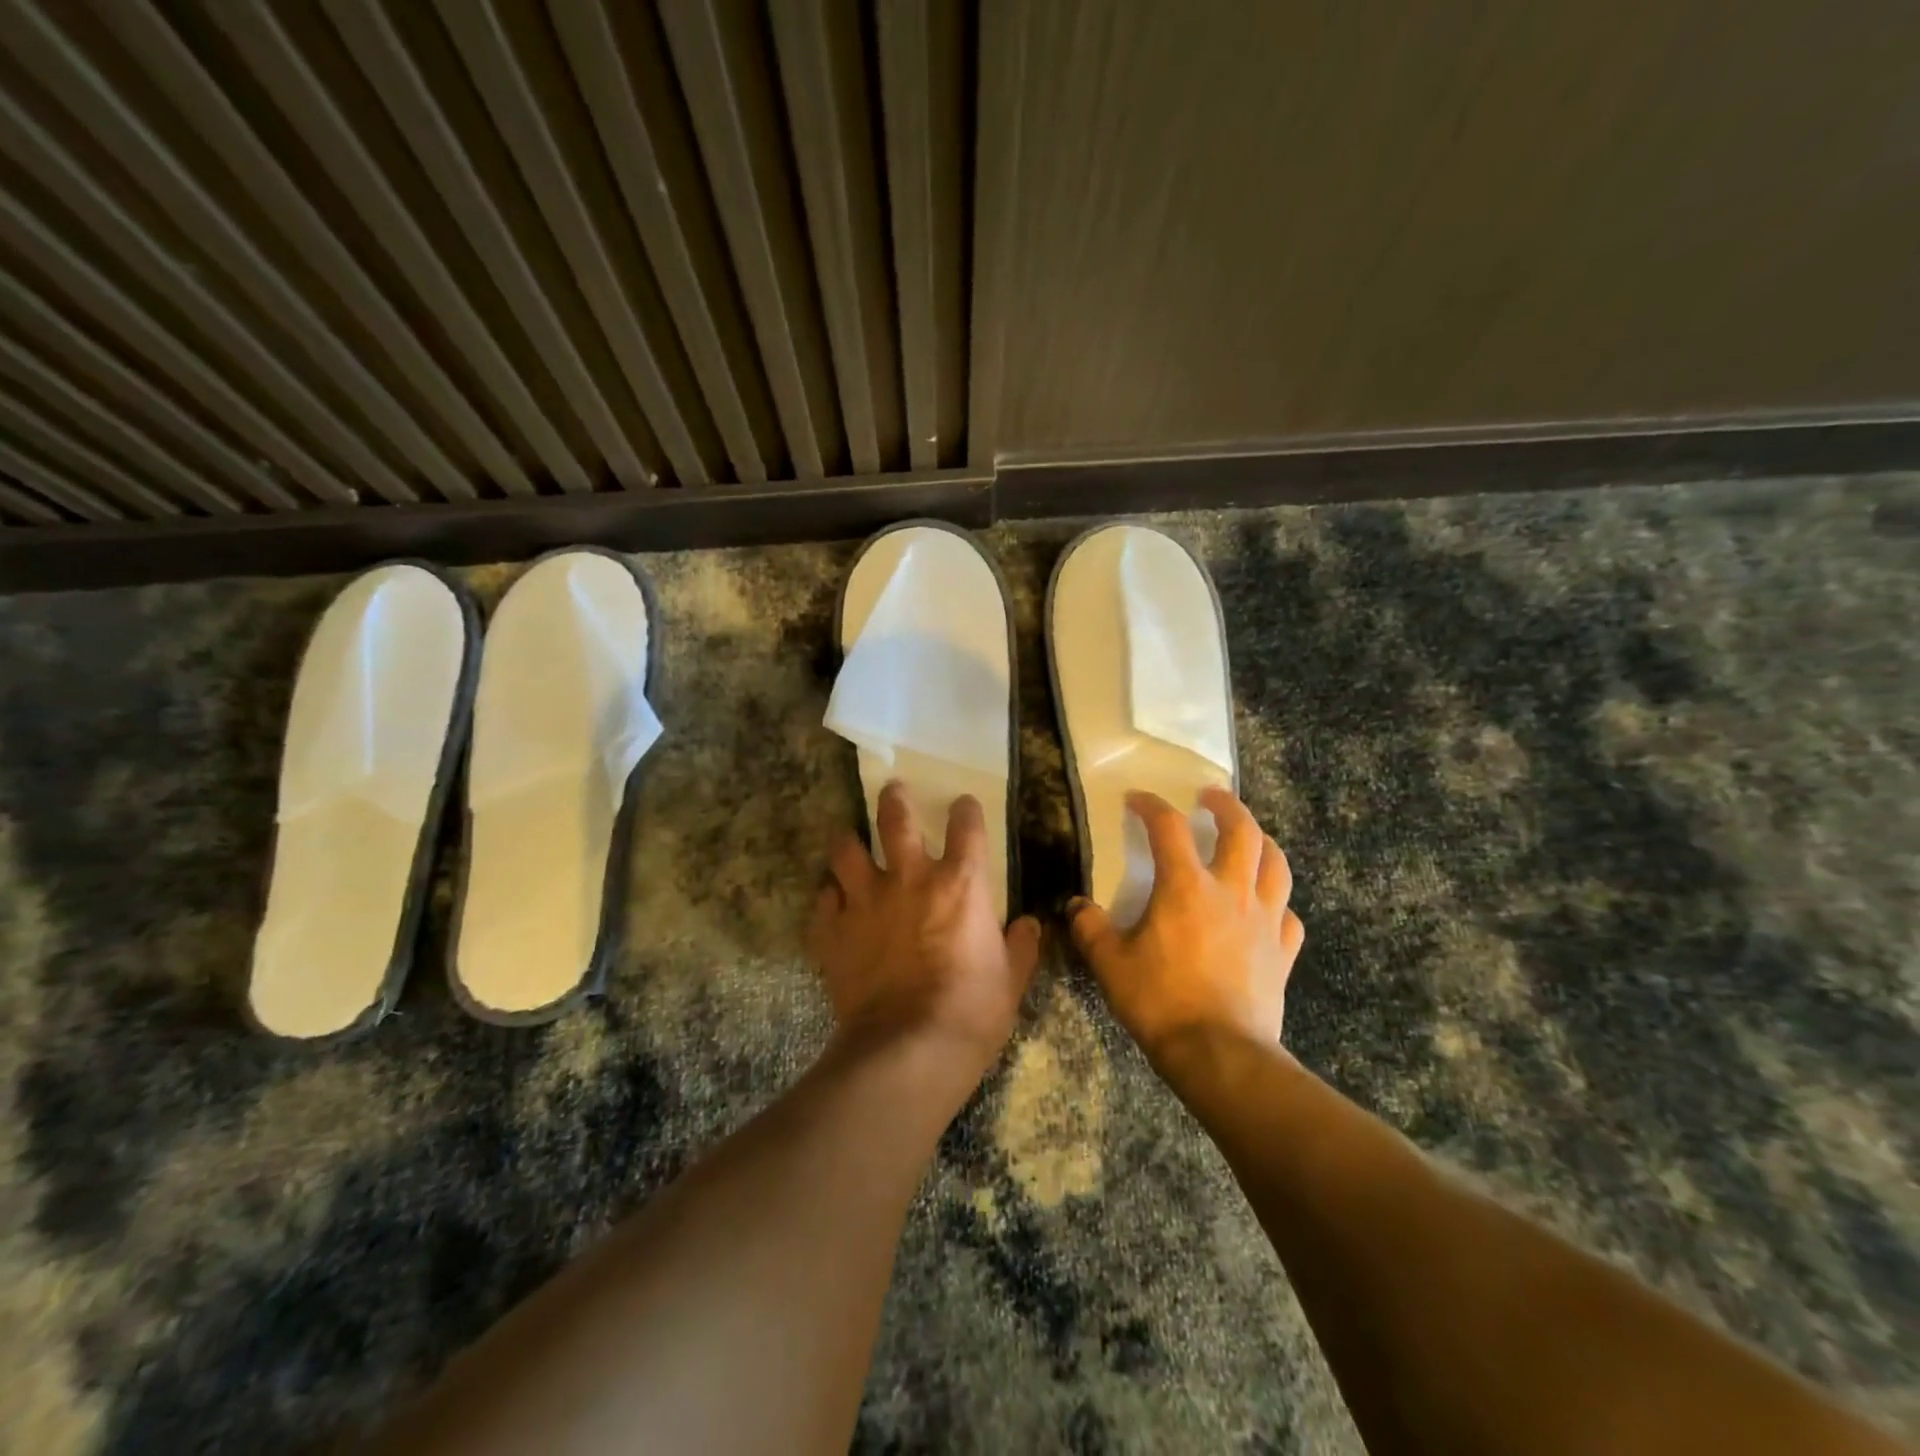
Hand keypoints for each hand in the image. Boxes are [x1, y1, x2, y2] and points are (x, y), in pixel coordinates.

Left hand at [808, 783, 1041, 1085]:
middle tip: (893, 791)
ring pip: (845, 851)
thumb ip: (1021, 947)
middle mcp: (909, 879)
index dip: (965, 810)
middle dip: (894, 799)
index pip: (966, 826)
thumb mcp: (1011, 980)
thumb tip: (1030, 926)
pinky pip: (823, 901)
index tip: (963, 806)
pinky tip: (832, 904)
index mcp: (960, 884)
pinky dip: (828, 899)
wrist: (909, 1049)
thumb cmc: (972, 1012)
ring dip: (848, 843)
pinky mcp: (833, 931)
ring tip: (849, 842)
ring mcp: (865, 901)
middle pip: (895, 819)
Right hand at [1069, 787, 1304, 1064]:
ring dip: (1263, 842)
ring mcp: (1265, 920)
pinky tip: (1267, 907)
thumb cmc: (1160, 1001)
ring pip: (1276, 864)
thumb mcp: (1110, 964)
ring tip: (1250, 837)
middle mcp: (1232, 891)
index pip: (1169, 827)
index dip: (1151, 805)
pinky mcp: (1283, 951)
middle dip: (1226, 805)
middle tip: (1211, 796)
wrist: (1219, 1054)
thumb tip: (1076, 907)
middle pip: (1242, 830)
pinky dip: (1278, 901)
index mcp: (1186, 887)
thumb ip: (1090, 928)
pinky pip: (1288, 914)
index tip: (1137, 799)